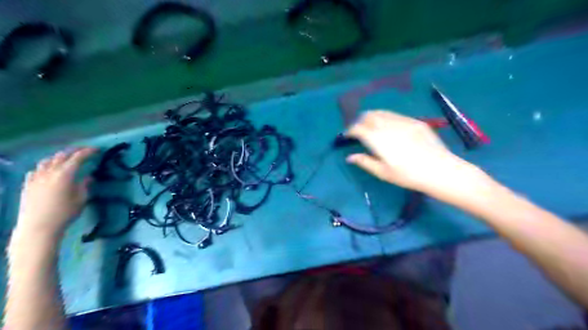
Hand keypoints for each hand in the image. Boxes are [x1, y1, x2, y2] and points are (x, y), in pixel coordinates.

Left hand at [17, 149, 96, 237]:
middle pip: (61, 156)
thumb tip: (88, 177)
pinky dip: (45, 166)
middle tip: (84, 151)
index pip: (78, 158)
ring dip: (59, 157)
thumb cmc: (65, 213)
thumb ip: (84, 185)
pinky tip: (48, 170)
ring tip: (66, 158)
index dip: (88, 152)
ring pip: (47, 161)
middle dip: (74, 151)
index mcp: (65, 174)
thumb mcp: (81, 199)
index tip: (96, 150)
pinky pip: (36, 170)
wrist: (38, 226)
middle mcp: (49, 172)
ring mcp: (36, 177)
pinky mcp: (27, 184)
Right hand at [345, 109, 471, 192]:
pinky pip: (395, 115)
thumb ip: (364, 162)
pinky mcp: (415, 121)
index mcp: (378, 139)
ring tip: (371, 126)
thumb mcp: (383, 173)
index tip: (347, 136)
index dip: (350, 130)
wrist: (440, 170)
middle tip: (358, 130)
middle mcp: (388, 126)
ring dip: (372, 117)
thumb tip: (350, 157)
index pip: (358, 128)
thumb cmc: (408, 175)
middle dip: (359, 121)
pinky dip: (386, 117)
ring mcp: (403, 121)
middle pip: (368, 116)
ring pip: (382, 112)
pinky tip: (389, 127)